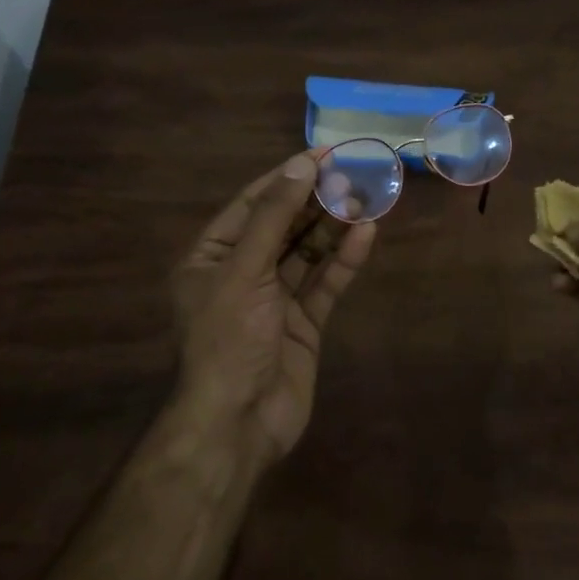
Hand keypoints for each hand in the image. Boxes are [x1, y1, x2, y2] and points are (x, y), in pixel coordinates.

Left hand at [170, 151, 377, 467]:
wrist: (237, 424)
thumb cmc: (228, 340)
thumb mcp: (244, 271)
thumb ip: (274, 218)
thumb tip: (300, 167)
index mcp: (212, 258)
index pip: (253, 204)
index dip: (287, 177)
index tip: (323, 154)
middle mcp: (242, 273)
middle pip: (284, 225)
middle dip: (316, 200)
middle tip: (353, 173)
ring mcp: (275, 300)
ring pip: (308, 252)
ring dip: (334, 226)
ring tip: (366, 197)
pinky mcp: (303, 324)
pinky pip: (325, 284)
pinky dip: (344, 261)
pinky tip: (366, 235)